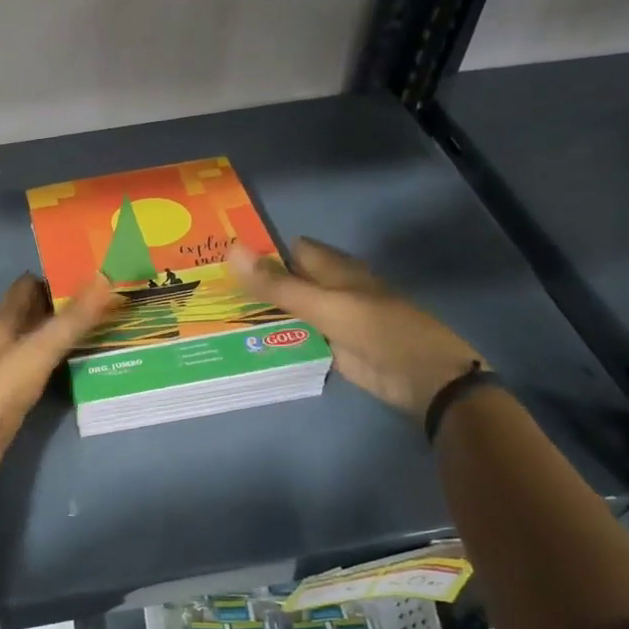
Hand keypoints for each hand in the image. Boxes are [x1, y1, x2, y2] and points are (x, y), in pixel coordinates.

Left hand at [0, 274, 117, 491]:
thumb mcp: (38, 351)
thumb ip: (71, 319)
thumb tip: (103, 277)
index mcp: (3, 322)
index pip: (27, 285)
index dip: (55, 274)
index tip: (92, 269)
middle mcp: (5, 339)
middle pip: (36, 311)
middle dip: (67, 301)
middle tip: (110, 295)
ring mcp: (10, 367)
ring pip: (42, 339)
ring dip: (68, 330)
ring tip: (108, 323)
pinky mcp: (17, 394)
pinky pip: (45, 366)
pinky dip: (64, 359)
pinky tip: (88, 361)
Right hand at [229, 238, 482, 423]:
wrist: (423, 379)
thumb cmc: (379, 330)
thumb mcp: (324, 305)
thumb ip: (278, 284)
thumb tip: (230, 249)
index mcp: (333, 269)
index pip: (288, 250)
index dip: (258, 250)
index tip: (217, 258)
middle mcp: (328, 290)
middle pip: (284, 281)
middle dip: (252, 284)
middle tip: (206, 292)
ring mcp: (328, 321)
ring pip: (287, 311)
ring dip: (258, 314)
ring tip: (213, 317)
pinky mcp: (328, 349)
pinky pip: (294, 339)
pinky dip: (272, 339)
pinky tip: (241, 344)